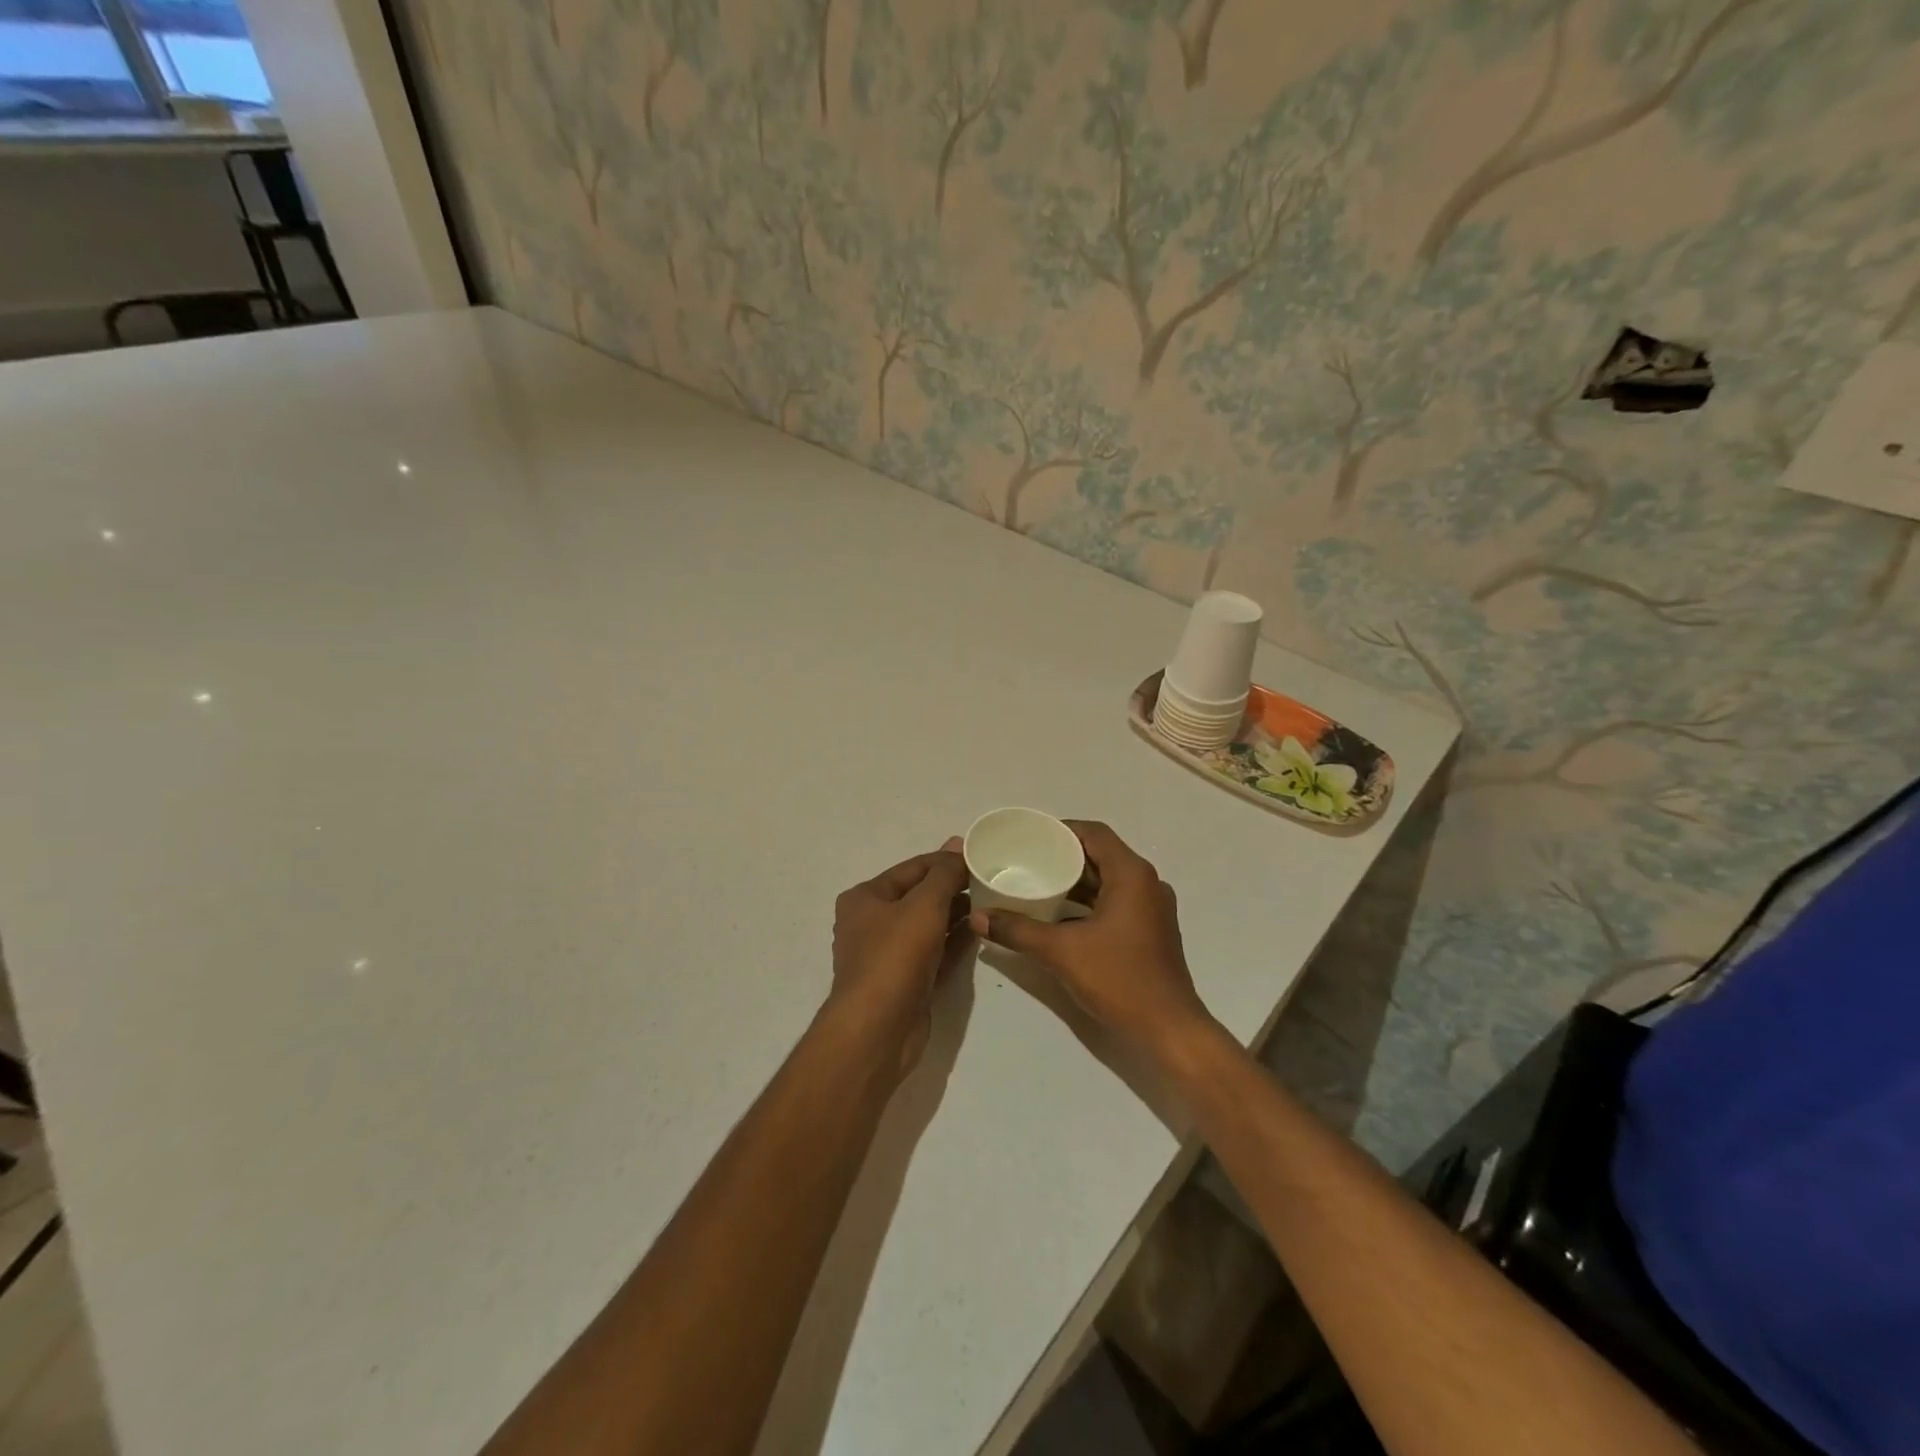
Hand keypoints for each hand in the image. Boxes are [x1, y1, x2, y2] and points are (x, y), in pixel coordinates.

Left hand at [829, 839, 972, 1072]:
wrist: (879, 1028)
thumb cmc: (895, 955)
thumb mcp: (924, 905)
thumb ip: (944, 874)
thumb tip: (956, 843)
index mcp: (865, 898)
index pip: (912, 868)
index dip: (944, 860)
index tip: (978, 855)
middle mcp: (872, 923)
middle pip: (918, 896)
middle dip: (951, 887)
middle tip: (991, 879)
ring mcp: (888, 955)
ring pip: (927, 926)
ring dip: (955, 914)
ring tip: (991, 902)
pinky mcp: (906, 982)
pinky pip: (934, 952)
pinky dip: (954, 941)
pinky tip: (980, 931)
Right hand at [968, 821, 1217, 1060]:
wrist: (1168, 1029)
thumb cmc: (1119, 978)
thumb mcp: (1061, 951)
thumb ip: (1017, 930)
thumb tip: (978, 917)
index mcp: (1131, 875)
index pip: (1094, 833)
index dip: (1062, 830)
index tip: (1031, 837)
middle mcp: (1146, 883)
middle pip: (1101, 855)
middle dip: (1065, 856)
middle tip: (1027, 860)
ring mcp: (1151, 908)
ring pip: (1108, 880)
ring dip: (1076, 881)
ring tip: (1037, 884)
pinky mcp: (1150, 930)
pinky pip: (1115, 901)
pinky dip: (1088, 902)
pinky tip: (1059, 915)